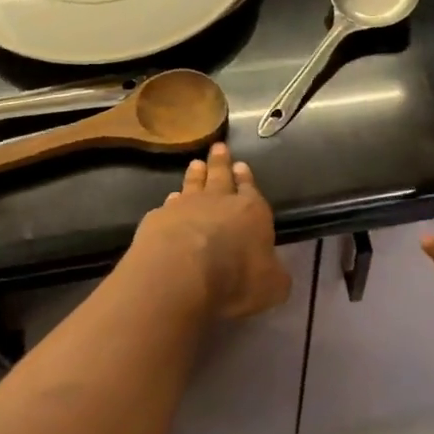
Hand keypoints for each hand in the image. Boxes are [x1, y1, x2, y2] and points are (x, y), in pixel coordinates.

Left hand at [133, 142, 291, 320]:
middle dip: (222, 162)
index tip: (242, 165)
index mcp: (252, 212)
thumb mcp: (271, 286)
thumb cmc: (235, 279)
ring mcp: (185, 206)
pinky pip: (168, 204)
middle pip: (221, 176)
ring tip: (196, 163)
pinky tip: (170, 199)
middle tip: (219, 147)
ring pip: (193, 184)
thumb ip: (274, 274)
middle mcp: (219, 202)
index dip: (247, 178)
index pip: (251, 190)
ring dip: (196, 174)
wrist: (180, 275)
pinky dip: (171, 200)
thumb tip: (275, 272)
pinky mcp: (158, 218)